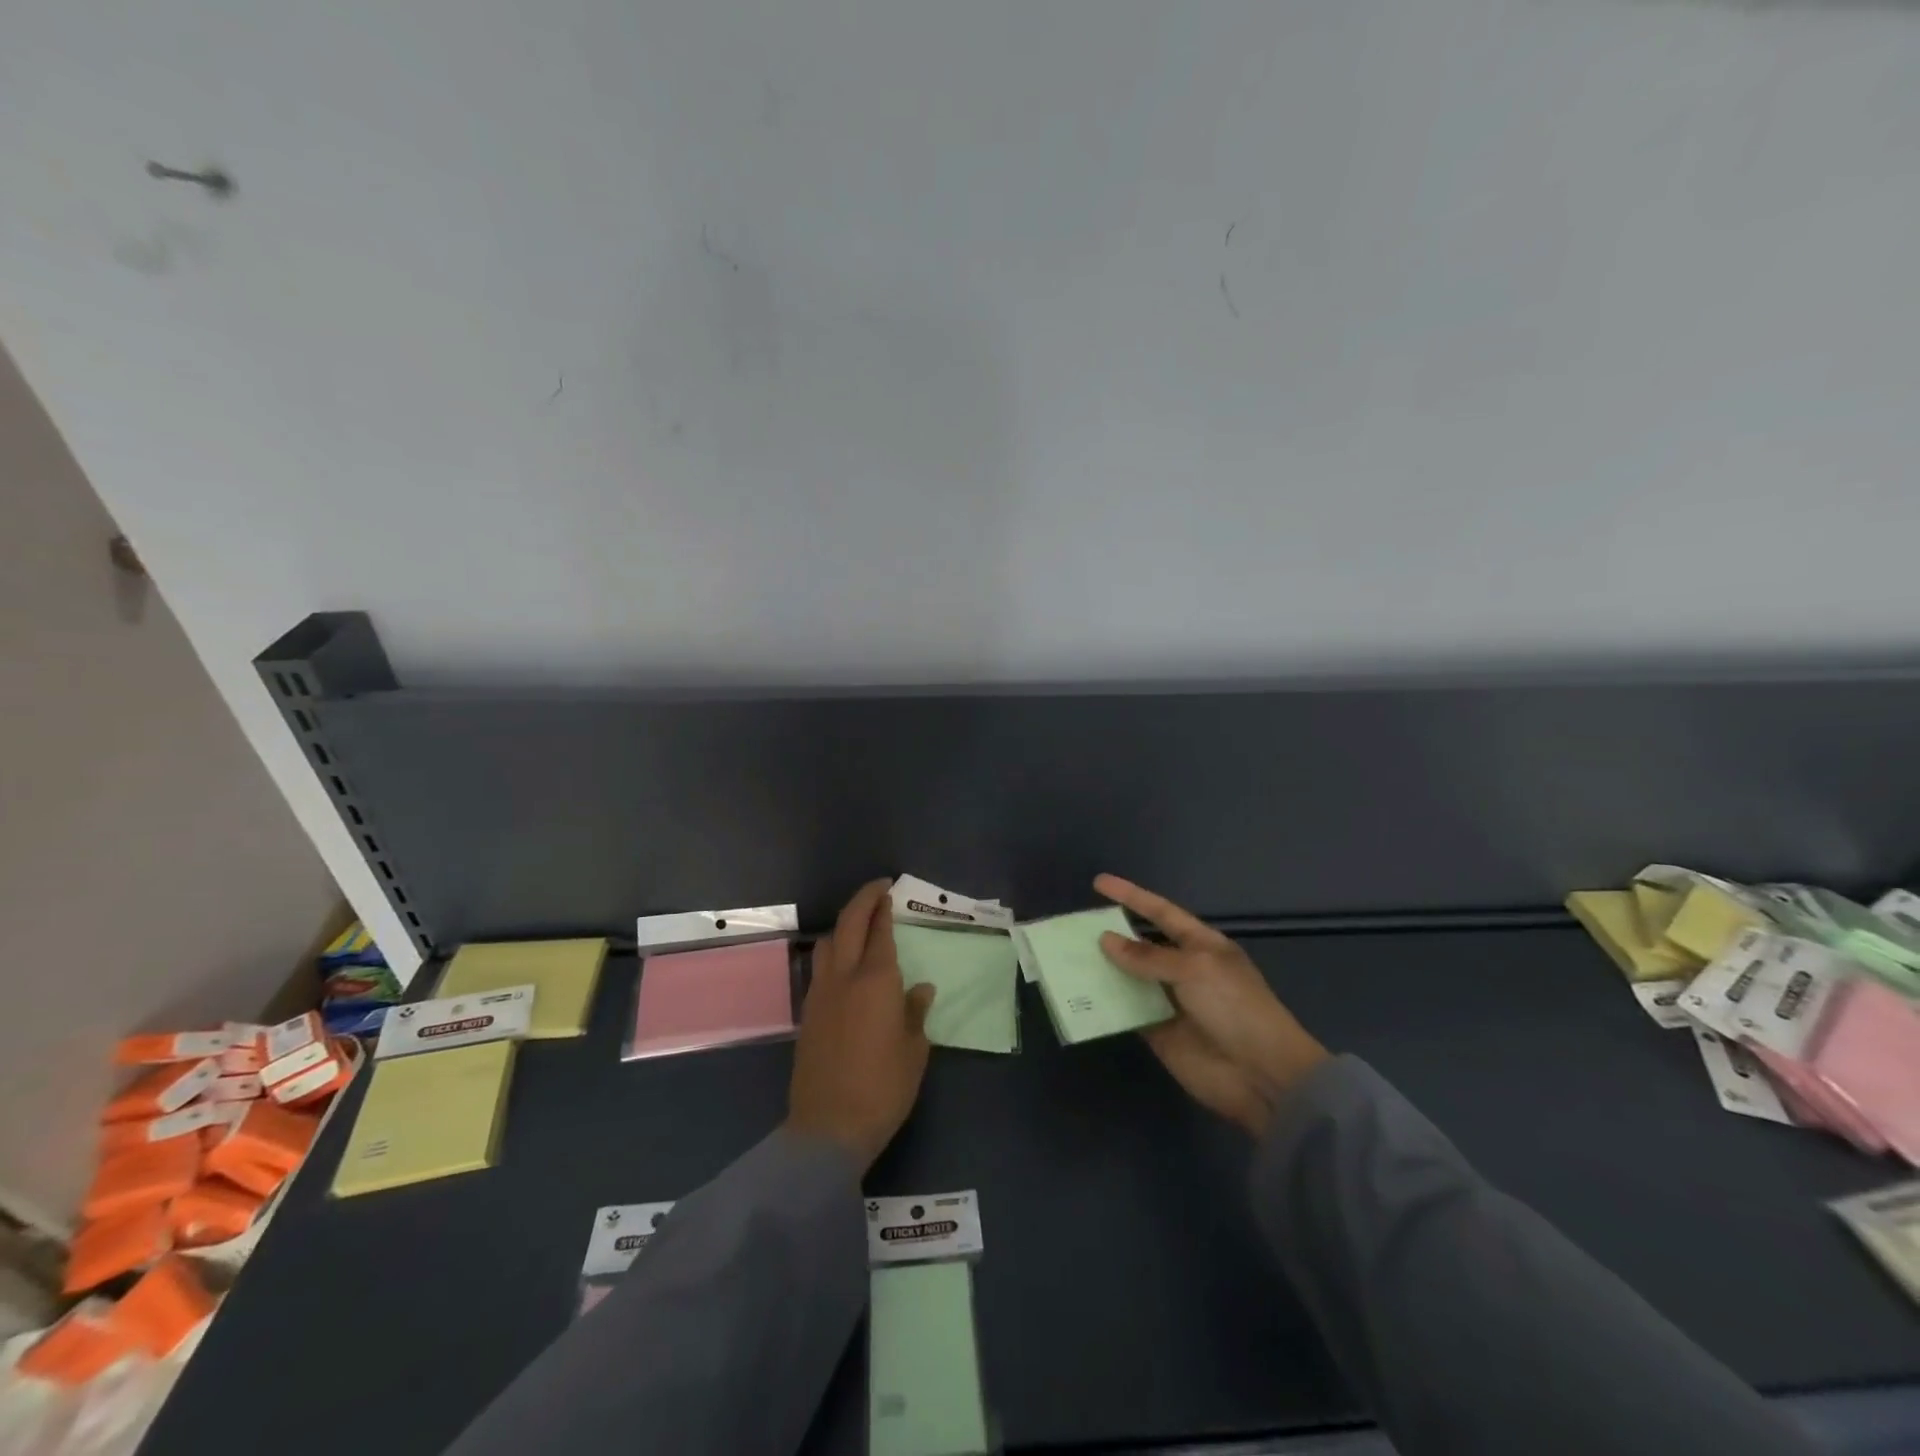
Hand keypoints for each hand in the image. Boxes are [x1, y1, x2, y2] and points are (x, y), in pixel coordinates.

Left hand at [785, 880, 936, 1172]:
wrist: (828, 1128)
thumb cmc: (883, 1088)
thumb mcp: (914, 1051)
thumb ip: (915, 1013)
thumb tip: (919, 989)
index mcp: (876, 981)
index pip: (879, 932)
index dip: (884, 908)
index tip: (889, 891)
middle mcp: (844, 977)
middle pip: (848, 924)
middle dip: (862, 901)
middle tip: (878, 889)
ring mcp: (820, 994)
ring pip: (828, 942)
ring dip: (844, 925)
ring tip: (860, 925)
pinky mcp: (808, 1013)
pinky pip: (820, 967)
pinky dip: (833, 951)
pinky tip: (845, 964)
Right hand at [1095, 874, 1328, 1137]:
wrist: (1260, 1074)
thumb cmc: (1235, 1007)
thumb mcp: (1194, 969)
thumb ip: (1147, 956)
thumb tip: (1106, 940)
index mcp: (1201, 944)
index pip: (1160, 912)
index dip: (1131, 896)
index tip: (1099, 883)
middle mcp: (1182, 968)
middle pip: (1139, 944)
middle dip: (1110, 933)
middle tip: (1072, 926)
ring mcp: (1168, 1000)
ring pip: (1128, 977)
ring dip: (1102, 968)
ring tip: (1065, 956)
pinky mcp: (1156, 1031)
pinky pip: (1125, 1011)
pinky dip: (1104, 1003)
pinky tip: (1077, 994)